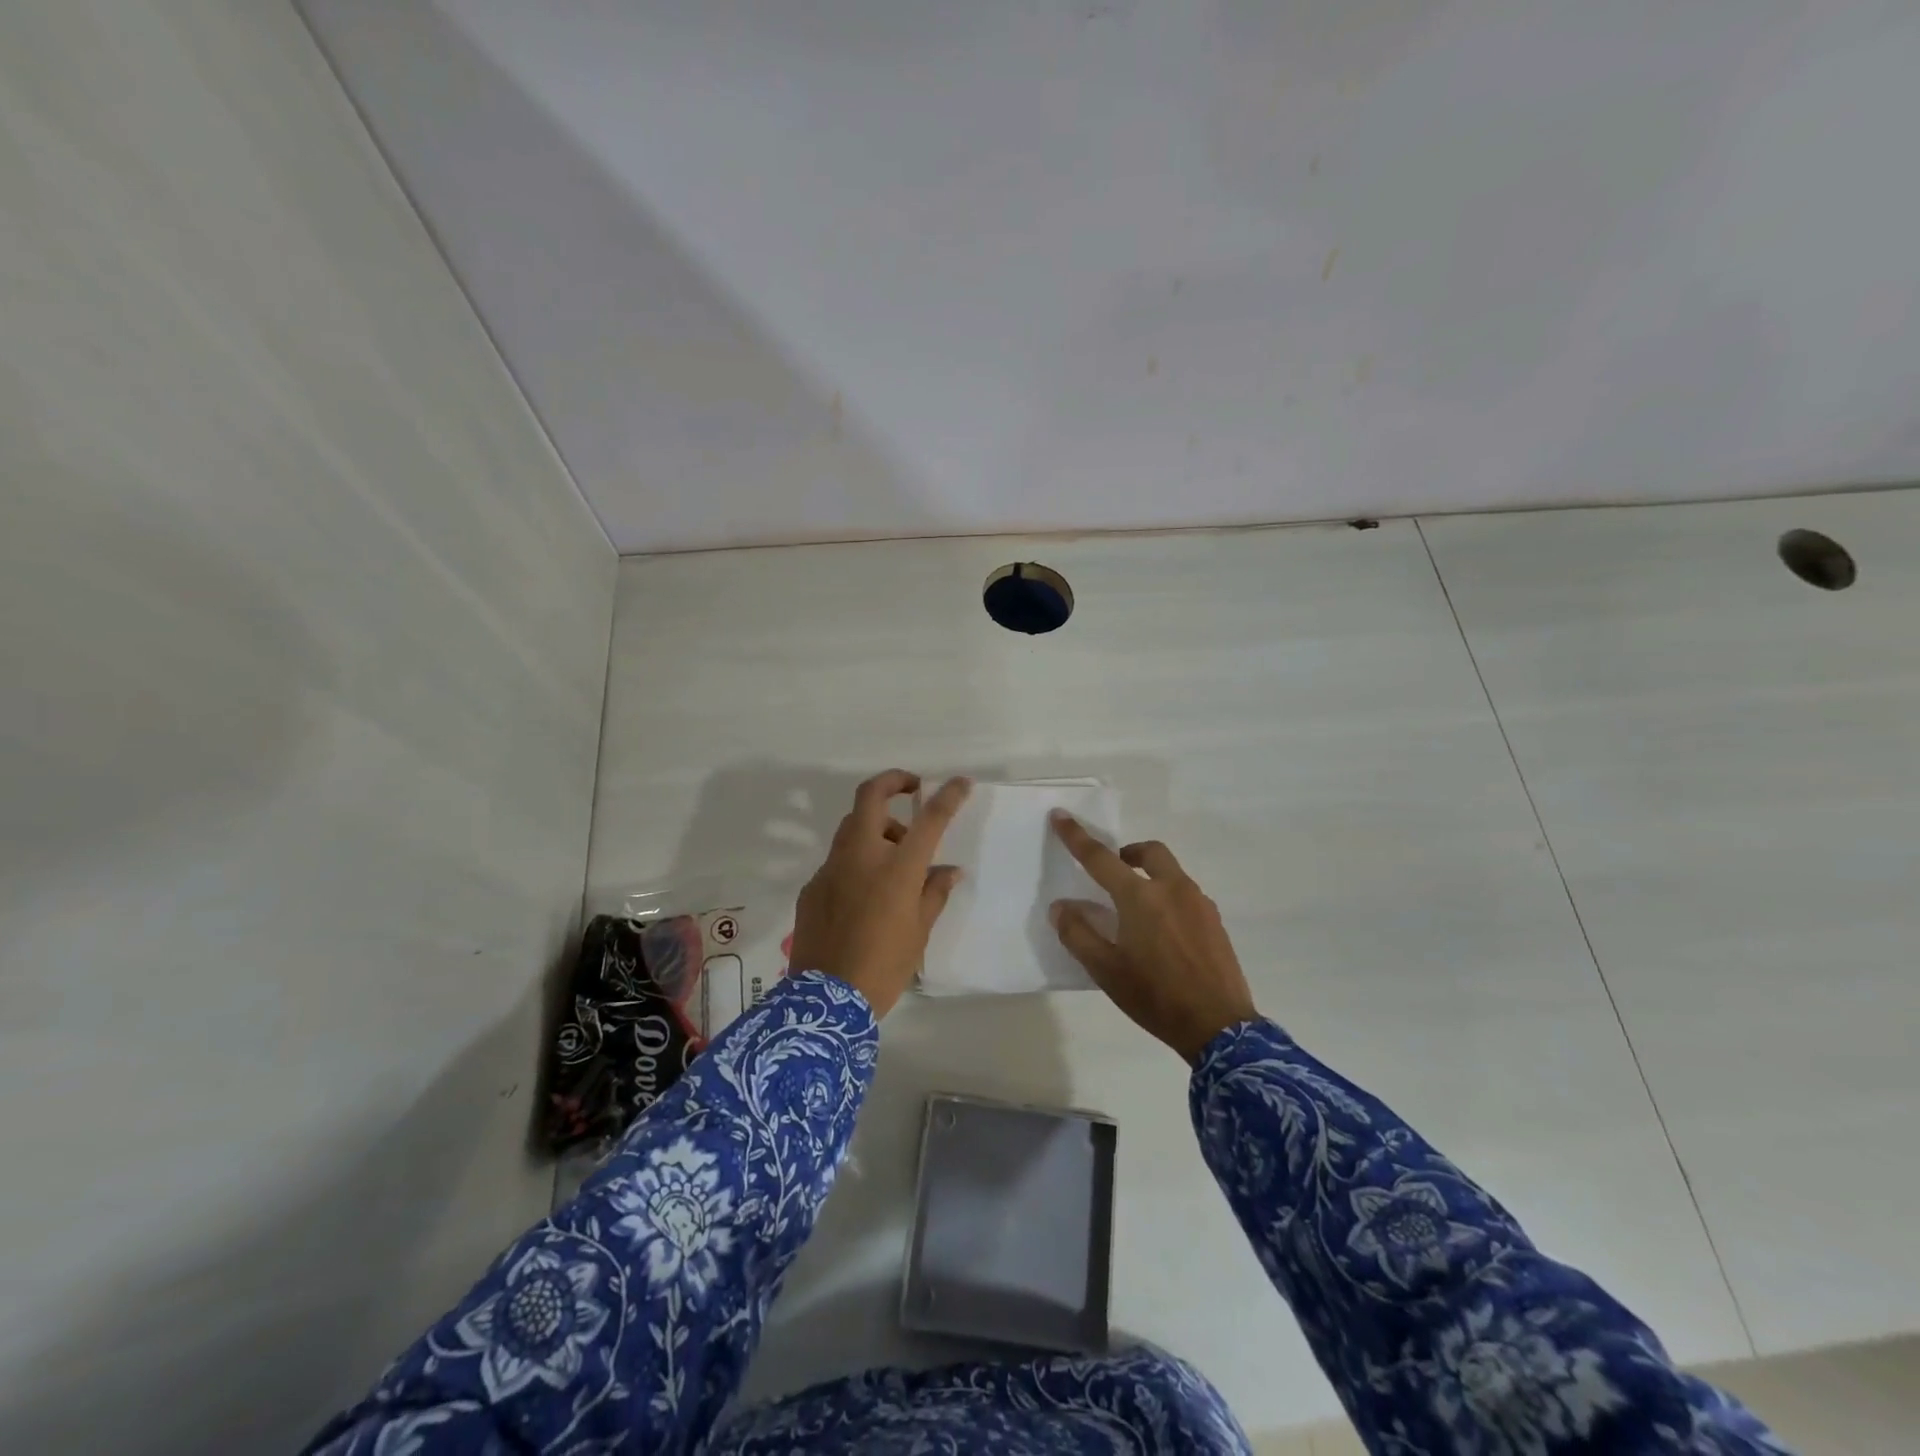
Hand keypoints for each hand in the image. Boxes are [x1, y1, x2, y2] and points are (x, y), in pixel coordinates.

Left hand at [789, 772, 971, 1018]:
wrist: (826, 1002)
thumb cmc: (884, 966)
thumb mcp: (920, 932)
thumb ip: (935, 892)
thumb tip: (949, 869)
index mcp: (896, 867)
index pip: (928, 818)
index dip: (948, 795)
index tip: (961, 782)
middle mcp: (861, 856)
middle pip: (871, 796)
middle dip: (893, 781)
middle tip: (912, 790)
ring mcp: (831, 868)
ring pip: (852, 825)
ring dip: (876, 826)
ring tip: (895, 856)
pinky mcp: (812, 886)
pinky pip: (838, 859)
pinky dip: (857, 860)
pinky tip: (866, 892)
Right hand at [1049, 814, 1257, 1062]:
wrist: (1219, 1028)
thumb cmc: (1155, 997)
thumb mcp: (1105, 971)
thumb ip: (1078, 933)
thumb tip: (1061, 907)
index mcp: (1140, 897)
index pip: (1100, 858)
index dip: (1076, 836)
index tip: (1061, 815)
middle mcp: (1172, 889)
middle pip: (1149, 852)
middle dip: (1128, 852)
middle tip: (1114, 871)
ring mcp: (1199, 903)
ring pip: (1171, 872)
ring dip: (1150, 875)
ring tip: (1138, 910)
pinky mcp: (1215, 921)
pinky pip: (1187, 894)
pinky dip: (1169, 897)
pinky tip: (1164, 932)